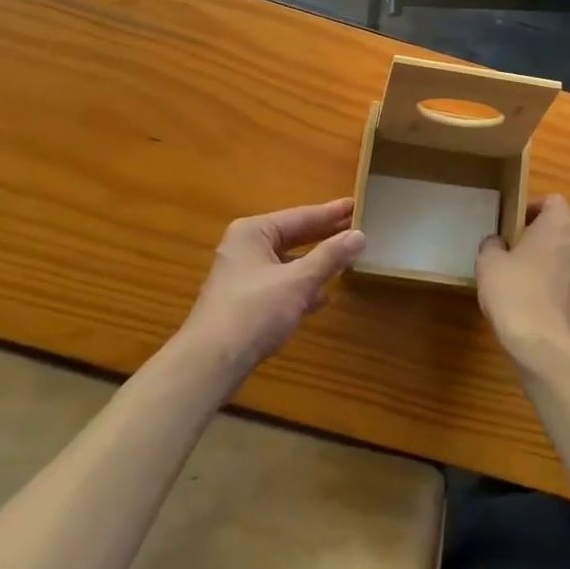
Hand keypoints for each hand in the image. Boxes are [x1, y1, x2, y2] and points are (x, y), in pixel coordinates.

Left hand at [182, 199, 364, 376]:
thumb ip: (329, 257)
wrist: (210, 364)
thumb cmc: (254, 311)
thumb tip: (359, 235)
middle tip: (357, 228)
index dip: (331, 213)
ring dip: (315, 263)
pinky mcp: (244, 304)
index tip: (357, 204)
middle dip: (324, 236)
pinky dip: (301, 287)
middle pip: (293, 237)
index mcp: (253, 232)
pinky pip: (281, 285)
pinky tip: (322, 296)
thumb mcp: (298, 281)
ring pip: (288, 263)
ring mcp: (242, 277)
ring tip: (346, 259)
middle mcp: (245, 248)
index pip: (301, 216)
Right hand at [477, 195, 569, 370]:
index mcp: (559, 227)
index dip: (537, 210)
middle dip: (549, 245)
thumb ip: (494, 245)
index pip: (554, 201)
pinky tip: (553, 321)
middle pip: (568, 235)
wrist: (546, 348)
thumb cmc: (514, 294)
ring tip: (539, 296)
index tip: (520, 227)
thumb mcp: (488, 264)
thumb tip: (499, 243)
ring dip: (563, 274)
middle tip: (525, 263)